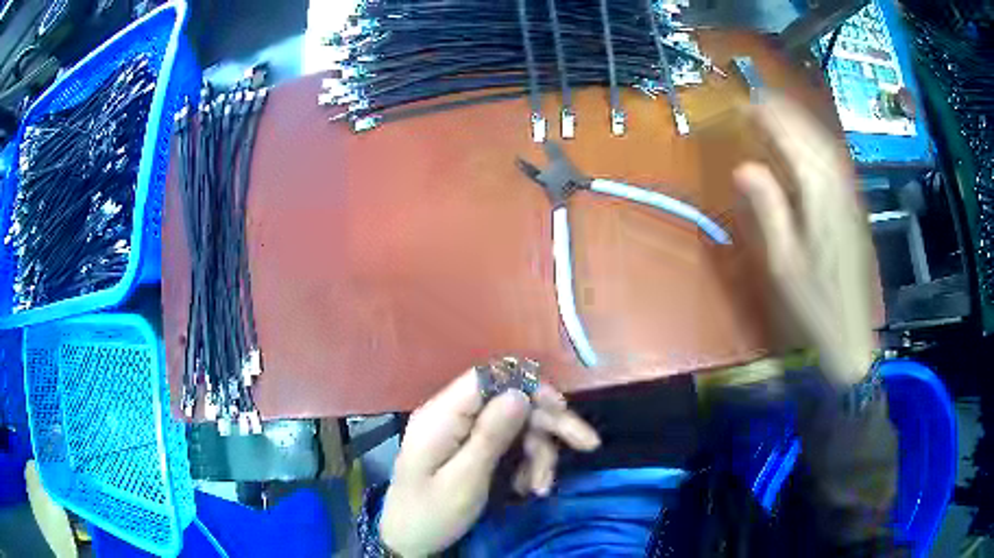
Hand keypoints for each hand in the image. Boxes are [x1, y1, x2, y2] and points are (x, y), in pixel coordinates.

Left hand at [380, 368, 600, 556]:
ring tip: (541, 488)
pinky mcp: (467, 447)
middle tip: (587, 446)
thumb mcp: (464, 480)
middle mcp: (451, 415)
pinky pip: (506, 444)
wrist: (407, 541)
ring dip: (538, 454)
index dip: (529, 386)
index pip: (490, 377)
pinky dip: (524, 464)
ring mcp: (460, 431)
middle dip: (548, 425)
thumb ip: (490, 436)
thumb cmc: (431, 514)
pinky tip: (527, 488)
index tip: (561, 408)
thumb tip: (519, 393)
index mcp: (442, 415)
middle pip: (509, 402)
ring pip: (515, 425)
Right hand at [733, 94, 876, 385]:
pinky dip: (817, 143)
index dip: (769, 118)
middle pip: (813, 136)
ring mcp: (851, 196)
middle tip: (758, 99)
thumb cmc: (813, 304)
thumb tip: (744, 167)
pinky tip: (807, 144)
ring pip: (827, 145)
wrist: (851, 335)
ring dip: (802, 123)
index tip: (745, 103)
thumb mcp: (783, 262)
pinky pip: (836, 162)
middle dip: (786, 112)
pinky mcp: (855, 207)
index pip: (794, 142)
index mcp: (820, 198)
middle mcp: (839, 188)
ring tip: (778, 112)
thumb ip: (768, 209)